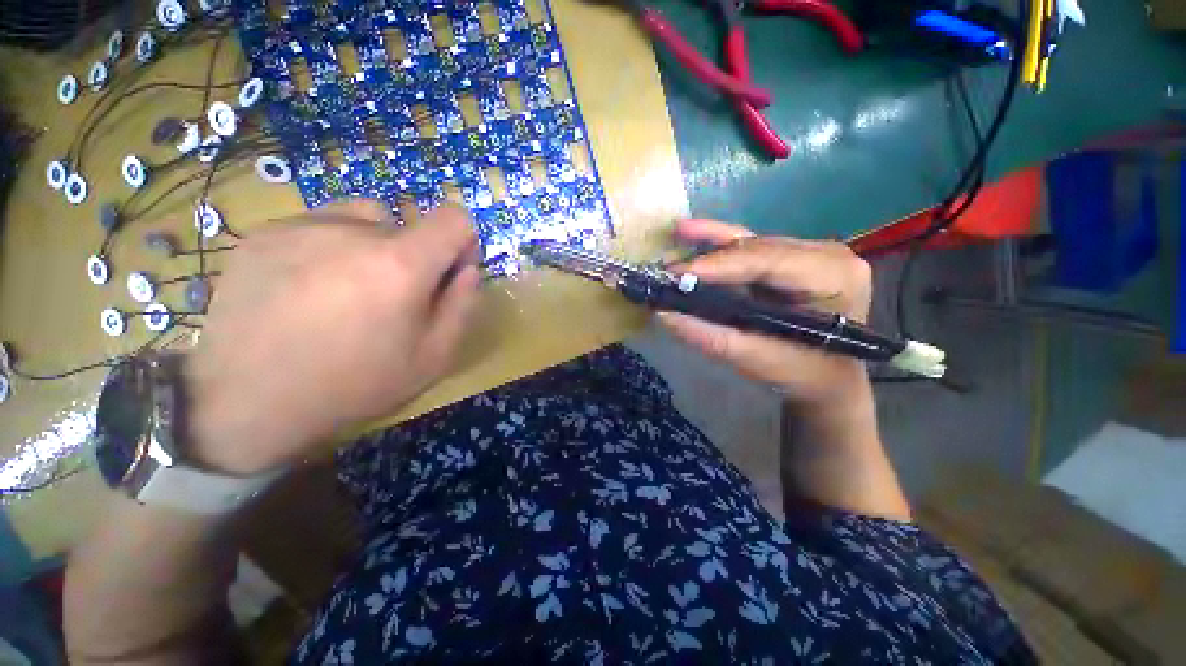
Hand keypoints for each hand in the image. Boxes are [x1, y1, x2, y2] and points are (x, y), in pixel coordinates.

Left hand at [183, 200, 480, 474]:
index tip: (450, 271)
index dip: (463, 241)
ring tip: (349, 290)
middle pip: (408, 224)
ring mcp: (301, 226)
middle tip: (391, 301)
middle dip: (414, 256)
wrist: (248, 403)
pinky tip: (308, 290)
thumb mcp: (433, 357)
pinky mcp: (263, 233)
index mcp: (400, 265)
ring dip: (373, 246)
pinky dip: (330, 248)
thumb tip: (467, 268)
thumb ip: (463, 305)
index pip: (454, 219)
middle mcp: (352, 231)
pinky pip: (320, 225)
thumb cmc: (355, 384)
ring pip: (363, 218)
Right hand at [659, 218, 872, 406]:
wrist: (827, 378)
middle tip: (665, 272)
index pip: (767, 261)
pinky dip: (716, 245)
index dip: (718, 265)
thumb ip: (711, 337)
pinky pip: (748, 247)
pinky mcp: (789, 257)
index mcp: (833, 276)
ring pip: (748, 245)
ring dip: (707, 249)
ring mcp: (807, 251)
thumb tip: (663, 314)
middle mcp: (825, 253)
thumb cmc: (802, 373)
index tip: (675, 274)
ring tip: (671, 249)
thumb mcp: (757, 359)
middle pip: (754, 249)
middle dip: (707, 260)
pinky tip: (689, 232)